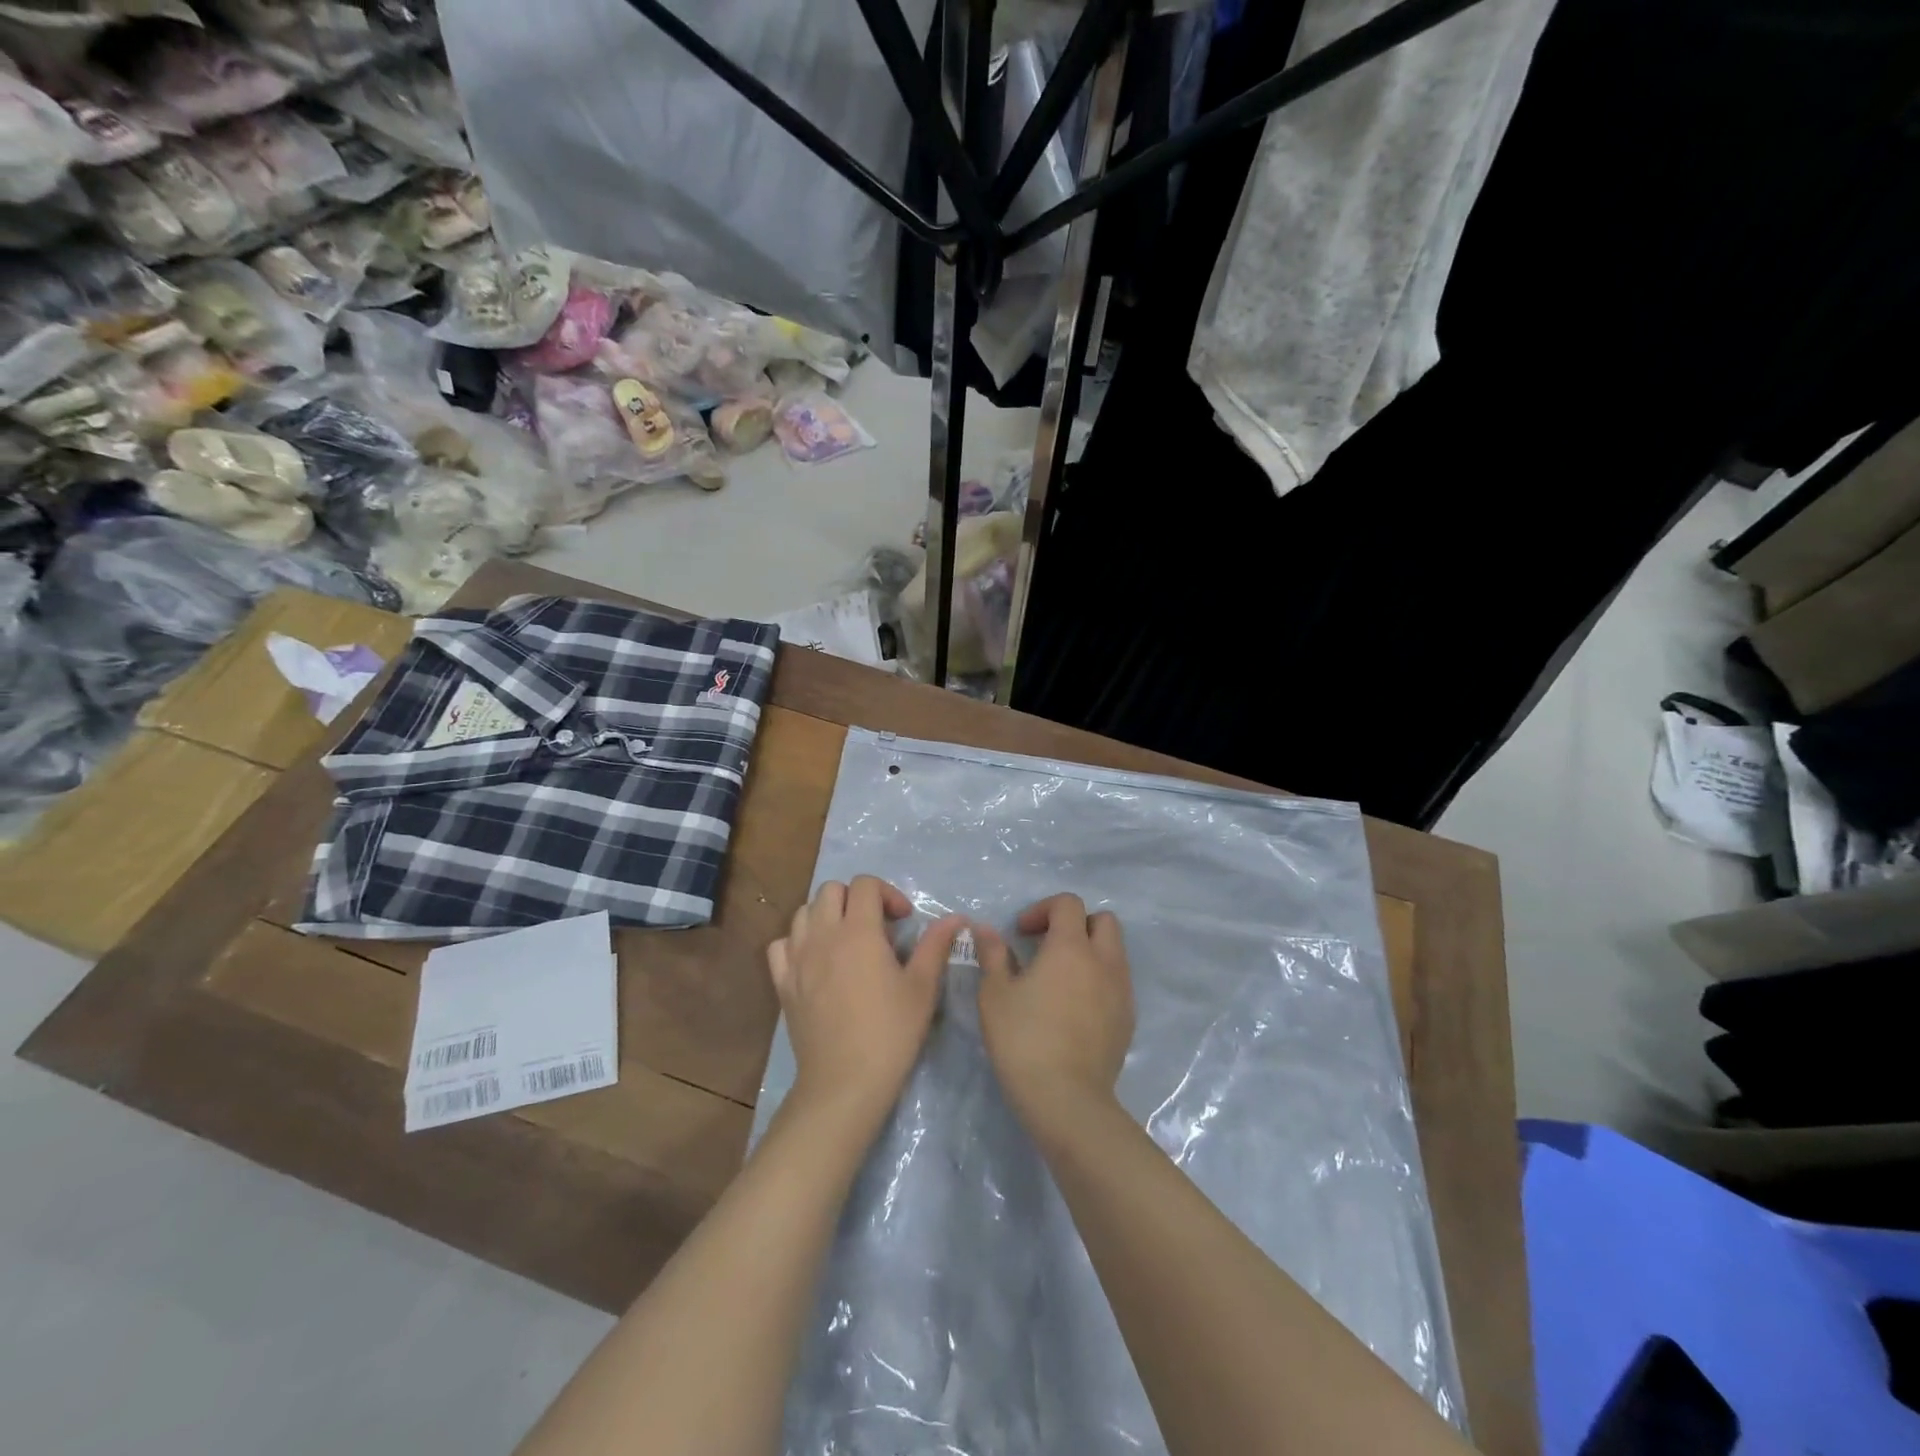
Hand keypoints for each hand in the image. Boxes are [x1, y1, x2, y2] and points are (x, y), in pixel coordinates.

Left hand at [768, 876, 962, 1124]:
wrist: (844, 1082)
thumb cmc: (890, 1033)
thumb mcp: (922, 988)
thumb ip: (936, 945)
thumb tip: (956, 917)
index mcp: (858, 931)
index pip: (865, 884)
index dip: (887, 893)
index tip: (903, 920)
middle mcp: (823, 935)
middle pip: (830, 890)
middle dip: (855, 898)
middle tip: (876, 927)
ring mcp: (797, 958)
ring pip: (803, 912)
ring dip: (826, 915)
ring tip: (846, 940)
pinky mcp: (782, 983)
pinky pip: (781, 944)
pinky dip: (798, 942)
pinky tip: (815, 960)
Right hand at [975, 894, 1135, 1127]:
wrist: (1067, 1099)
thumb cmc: (1024, 1039)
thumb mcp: (995, 994)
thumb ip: (992, 954)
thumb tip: (986, 929)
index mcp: (1071, 947)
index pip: (1068, 903)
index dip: (1043, 909)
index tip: (1021, 934)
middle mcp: (1104, 961)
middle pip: (1103, 921)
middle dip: (1076, 924)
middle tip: (1047, 947)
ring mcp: (1121, 991)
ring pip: (1114, 952)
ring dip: (1090, 952)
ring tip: (1059, 979)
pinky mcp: (1128, 1019)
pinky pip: (1117, 983)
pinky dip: (1098, 980)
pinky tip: (1074, 1008)